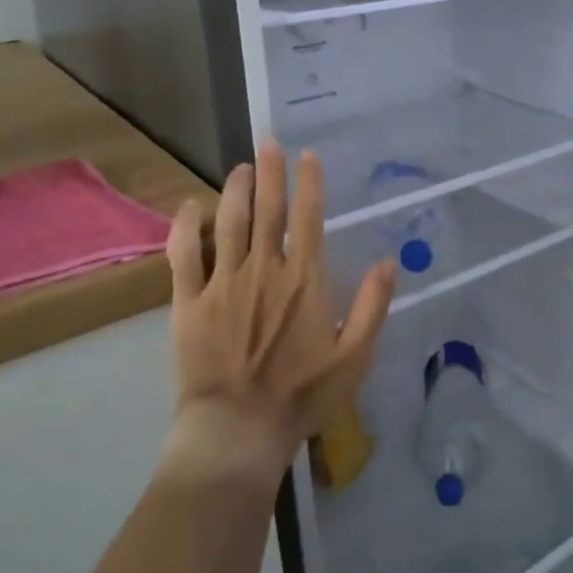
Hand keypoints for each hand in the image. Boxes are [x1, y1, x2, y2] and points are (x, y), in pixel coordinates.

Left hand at [164, 138, 395, 486]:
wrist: (237, 430)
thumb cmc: (302, 396)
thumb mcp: (354, 357)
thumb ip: (373, 306)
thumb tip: (389, 261)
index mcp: (304, 280)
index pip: (308, 219)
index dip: (309, 184)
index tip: (307, 156)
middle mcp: (264, 270)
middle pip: (268, 211)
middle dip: (271, 173)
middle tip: (268, 142)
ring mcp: (222, 283)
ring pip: (228, 223)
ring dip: (236, 191)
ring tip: (240, 167)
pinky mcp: (189, 302)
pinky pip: (183, 256)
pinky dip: (185, 227)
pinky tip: (189, 206)